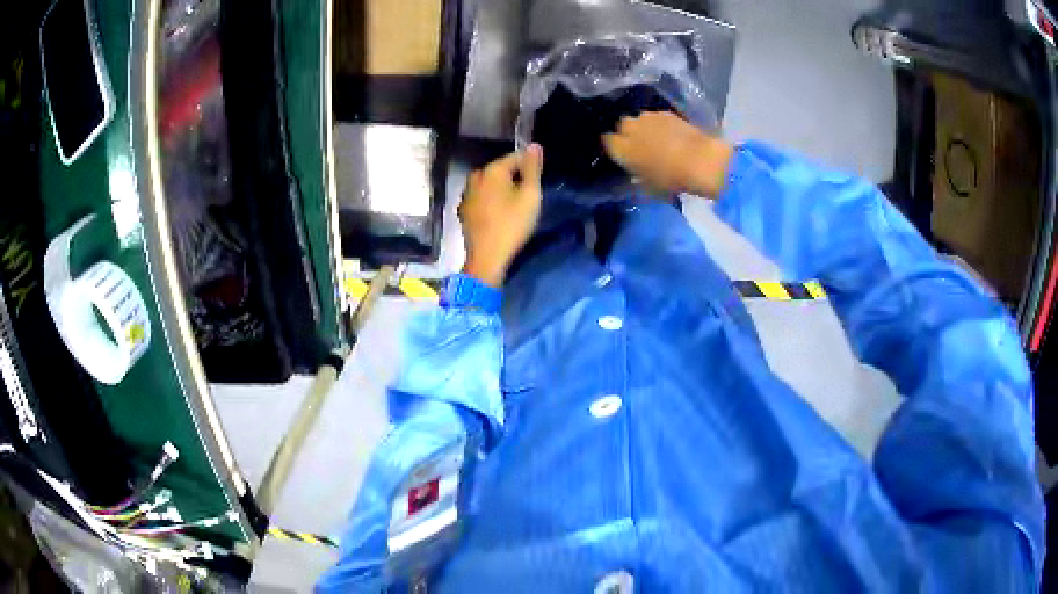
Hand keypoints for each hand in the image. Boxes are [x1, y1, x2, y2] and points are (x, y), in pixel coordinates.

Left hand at [458, 144, 543, 287]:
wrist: (486, 257)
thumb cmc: (512, 225)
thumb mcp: (530, 196)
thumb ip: (532, 169)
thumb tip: (534, 145)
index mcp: (492, 170)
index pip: (515, 157)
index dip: (530, 166)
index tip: (539, 180)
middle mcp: (476, 177)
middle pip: (500, 170)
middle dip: (514, 178)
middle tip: (528, 195)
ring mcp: (466, 194)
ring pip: (489, 185)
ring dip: (501, 190)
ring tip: (515, 205)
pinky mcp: (464, 211)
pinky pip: (482, 198)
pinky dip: (491, 202)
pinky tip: (499, 215)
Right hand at [602, 111, 733, 196]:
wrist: (700, 161)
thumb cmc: (671, 179)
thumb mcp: (648, 185)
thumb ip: (636, 174)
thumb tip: (634, 171)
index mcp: (620, 148)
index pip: (607, 141)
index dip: (614, 147)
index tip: (622, 154)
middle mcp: (629, 128)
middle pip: (621, 126)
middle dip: (628, 133)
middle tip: (639, 146)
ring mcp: (647, 117)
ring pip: (639, 120)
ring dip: (644, 127)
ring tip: (656, 138)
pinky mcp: (665, 113)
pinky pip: (655, 118)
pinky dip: (659, 124)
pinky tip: (670, 134)